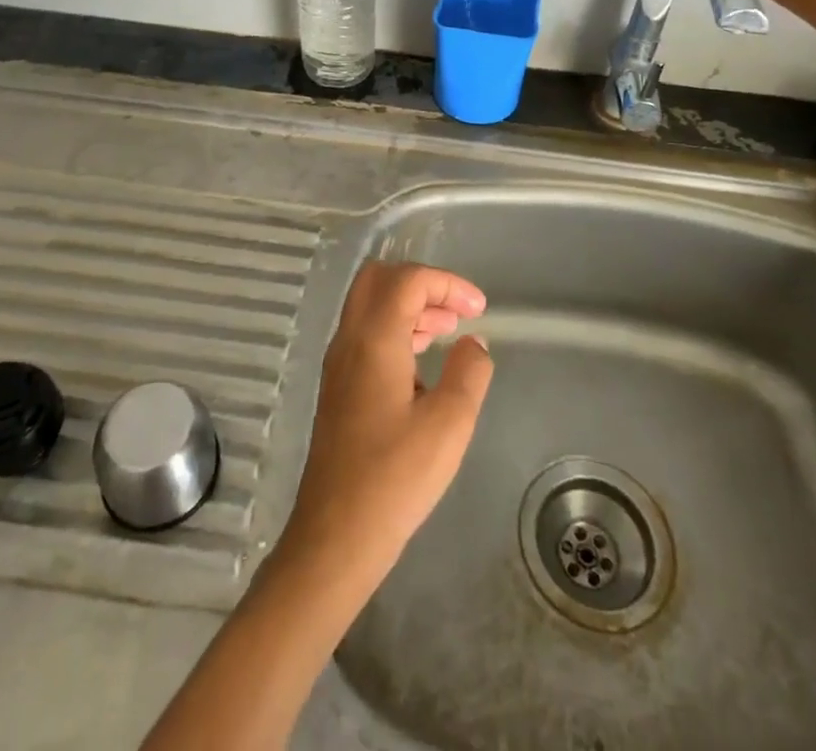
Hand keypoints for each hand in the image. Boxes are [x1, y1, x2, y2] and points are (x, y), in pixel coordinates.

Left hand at [277, 263, 492, 587]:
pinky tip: (421, 365)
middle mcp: (349, 339)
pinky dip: (395, 329)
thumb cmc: (395, 478)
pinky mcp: (337, 386)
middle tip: (457, 313)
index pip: (408, 279)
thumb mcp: (449, 424)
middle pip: (380, 279)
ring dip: (409, 306)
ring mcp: (338, 362)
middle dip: (422, 285)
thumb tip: (474, 343)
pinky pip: (365, 333)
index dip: (447, 283)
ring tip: (447, 333)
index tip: (479, 309)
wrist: (335, 537)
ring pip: (370, 305)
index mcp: (374, 338)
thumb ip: (469, 373)